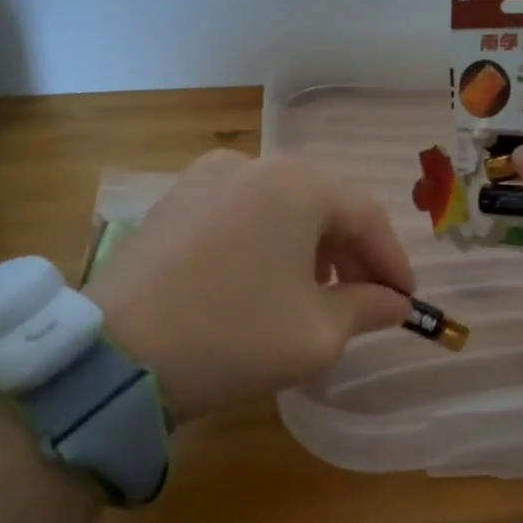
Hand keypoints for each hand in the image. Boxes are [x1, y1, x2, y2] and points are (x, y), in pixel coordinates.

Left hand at [83, 150, 413, 421]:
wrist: (116, 357)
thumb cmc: (235, 337)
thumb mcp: (318, 333)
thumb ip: (367, 308)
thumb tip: (394, 302)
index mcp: (297, 185)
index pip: (365, 216)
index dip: (392, 261)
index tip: (406, 300)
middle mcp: (252, 165)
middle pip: (322, 206)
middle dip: (350, 254)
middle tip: (365, 298)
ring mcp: (203, 179)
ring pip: (279, 209)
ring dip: (309, 248)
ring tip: (315, 294)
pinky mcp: (171, 203)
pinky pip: (239, 216)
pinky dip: (265, 244)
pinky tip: (263, 283)